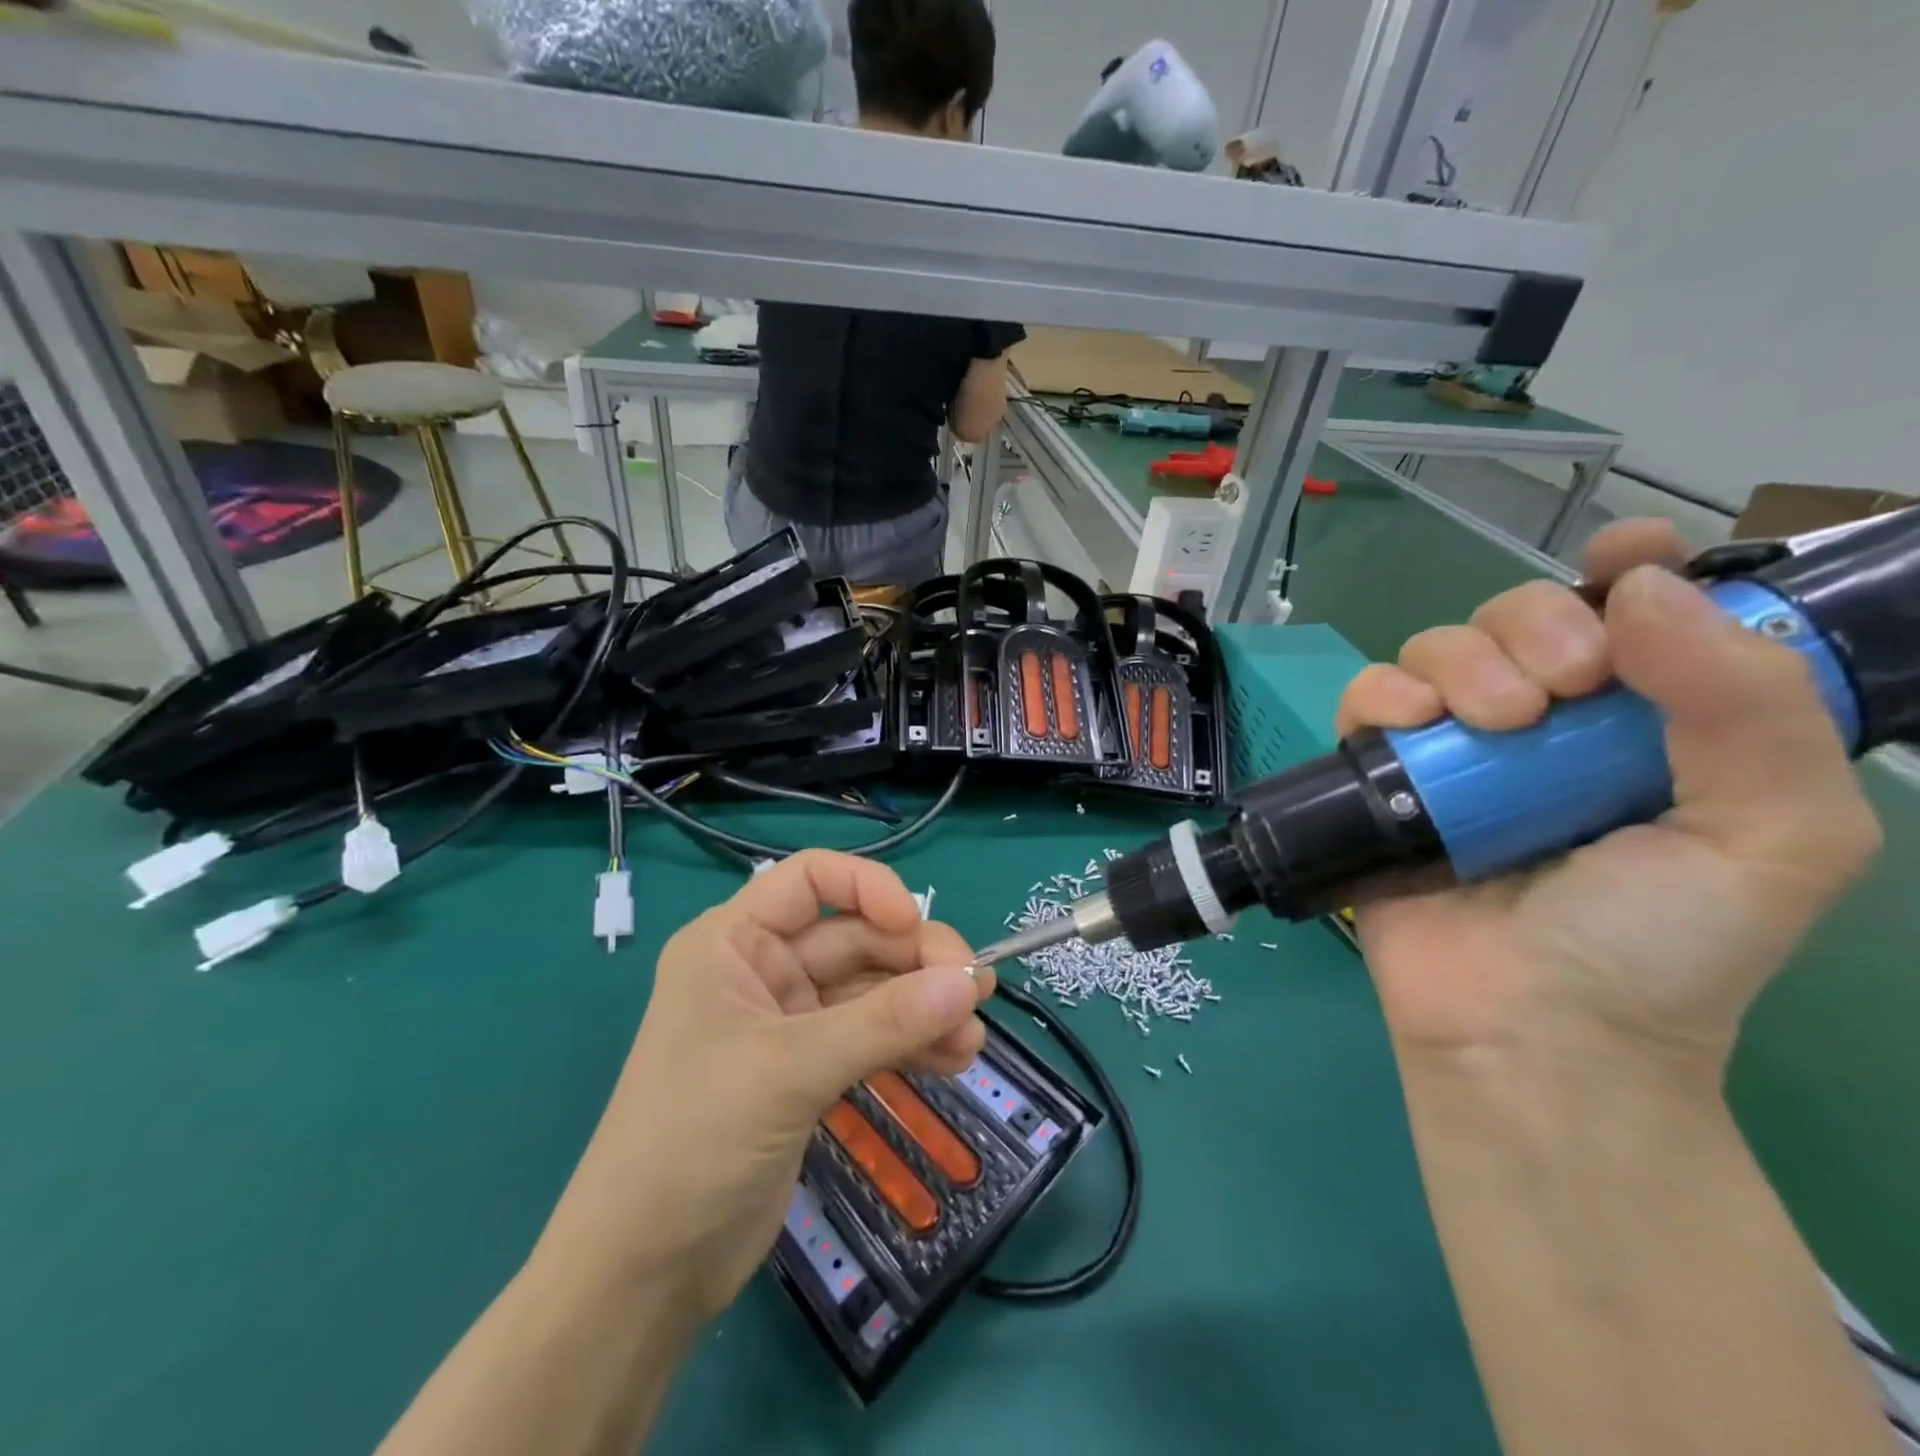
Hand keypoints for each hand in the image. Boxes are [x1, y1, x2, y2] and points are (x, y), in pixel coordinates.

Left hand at [533, 851, 990, 1320]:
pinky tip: (954, 1060)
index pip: (812, 879)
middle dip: (916, 962)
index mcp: (733, 942)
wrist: (644, 1274)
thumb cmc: (694, 1142)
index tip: (915, 927)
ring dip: (924, 1007)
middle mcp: (762, 969)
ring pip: (871, 990)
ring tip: (973, 1039)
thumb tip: (970, 982)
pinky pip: (872, 1037)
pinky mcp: (809, 1070)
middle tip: (977, 991)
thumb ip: (883, 1023)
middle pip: (856, 937)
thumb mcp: (789, 1070)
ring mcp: (788, 1022)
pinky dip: (912, 1043)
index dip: (869, 888)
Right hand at [1338, 519, 1881, 1067]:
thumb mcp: (1774, 837)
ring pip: (1437, 646)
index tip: (1620, 558)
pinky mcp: (1380, 775)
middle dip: (1536, 626)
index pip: (1634, 613)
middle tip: (1560, 692)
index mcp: (1646, 726)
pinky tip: (1410, 723)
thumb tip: (1642, 589)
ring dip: (1462, 660)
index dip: (1628, 568)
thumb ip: (1748, 706)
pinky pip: (1366, 697)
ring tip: (1492, 724)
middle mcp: (1546, 725)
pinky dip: (1384, 692)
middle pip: (1519, 615)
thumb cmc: (1659, 947)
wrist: (1528, 1030)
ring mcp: (1454, 749)